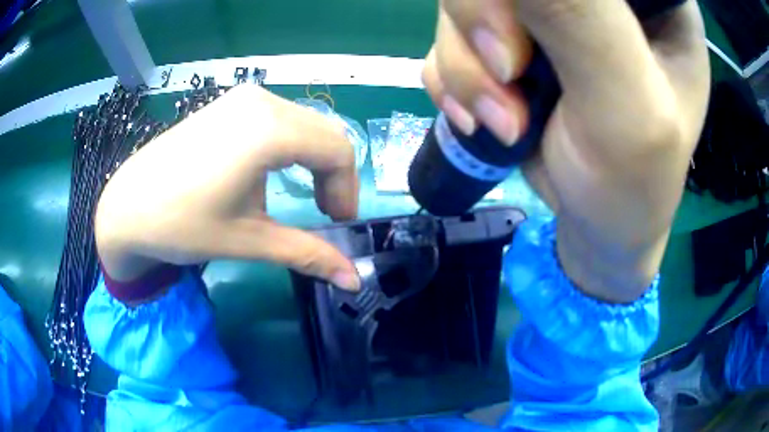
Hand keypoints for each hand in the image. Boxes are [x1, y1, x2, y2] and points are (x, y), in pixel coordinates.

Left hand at [95, 85, 360, 294]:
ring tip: (302, 194)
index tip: (338, 223)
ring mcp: (243, 98)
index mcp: (270, 130)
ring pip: (305, 124)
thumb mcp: (249, 240)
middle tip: (324, 213)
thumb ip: (308, 255)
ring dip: (314, 160)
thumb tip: (354, 281)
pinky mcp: (229, 104)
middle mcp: (262, 102)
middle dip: (334, 176)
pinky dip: (292, 145)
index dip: (347, 190)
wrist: (128, 206)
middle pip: (325, 134)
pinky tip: (274, 171)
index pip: (338, 151)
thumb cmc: (183, 224)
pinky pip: (280, 118)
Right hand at [422, 0, 709, 301]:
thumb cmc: (634, 186)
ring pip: (466, 2)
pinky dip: (454, 78)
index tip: (524, 39)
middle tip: (509, 80)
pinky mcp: (513, 40)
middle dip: (485, 23)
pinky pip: (452, 36)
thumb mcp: (628, 111)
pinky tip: (482, 116)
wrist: (600, 227)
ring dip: (468, 65)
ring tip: (505, 122)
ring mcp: (550, 14)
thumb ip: (579, 21)